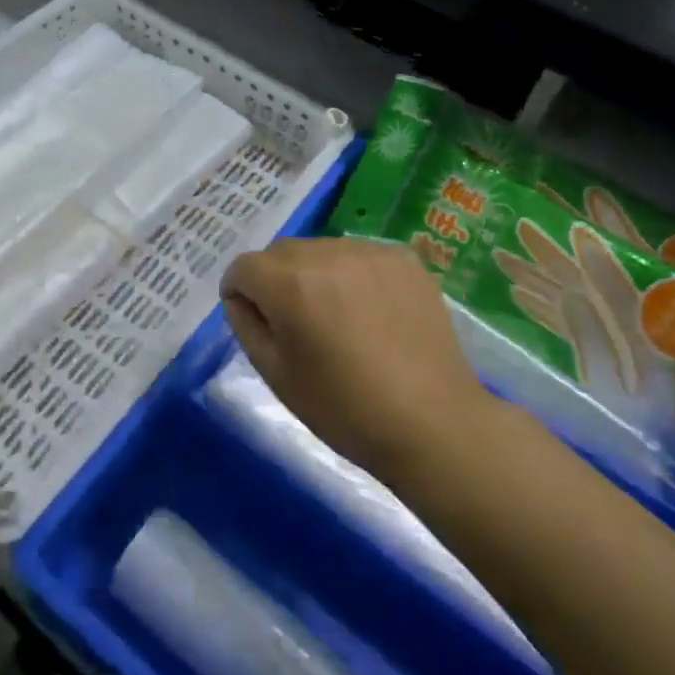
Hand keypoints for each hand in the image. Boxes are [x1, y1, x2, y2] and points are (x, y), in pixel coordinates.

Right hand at [221, 238, 487, 478]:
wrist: (432, 423)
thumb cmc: (344, 408)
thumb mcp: (275, 374)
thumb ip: (246, 324)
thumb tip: (242, 297)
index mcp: (289, 282)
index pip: (242, 268)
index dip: (241, 297)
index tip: (261, 327)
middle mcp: (326, 253)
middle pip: (280, 254)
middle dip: (277, 282)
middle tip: (301, 328)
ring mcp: (370, 251)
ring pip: (320, 251)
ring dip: (317, 276)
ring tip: (342, 320)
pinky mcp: (404, 258)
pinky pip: (359, 256)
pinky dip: (355, 277)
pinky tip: (374, 314)